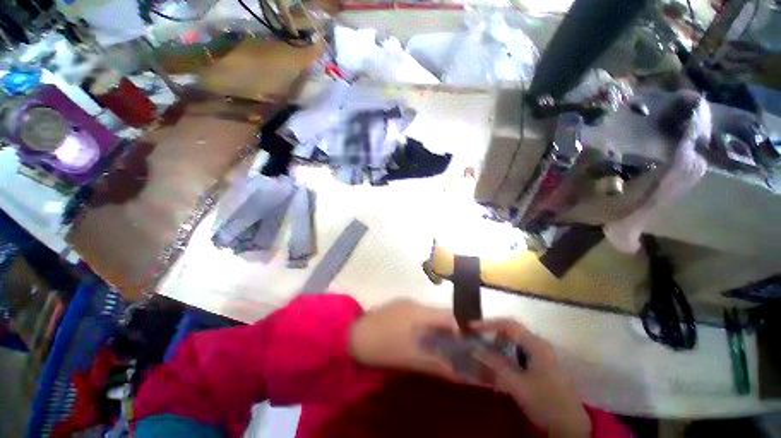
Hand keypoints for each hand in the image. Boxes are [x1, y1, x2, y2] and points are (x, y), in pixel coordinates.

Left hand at [349, 299, 458, 379]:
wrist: (353, 335)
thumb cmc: (383, 346)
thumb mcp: (411, 358)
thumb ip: (436, 364)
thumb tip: (458, 373)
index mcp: (420, 311)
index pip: (449, 315)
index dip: (461, 328)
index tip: (466, 343)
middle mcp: (414, 303)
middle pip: (439, 313)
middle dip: (449, 328)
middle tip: (454, 346)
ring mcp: (404, 303)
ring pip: (428, 313)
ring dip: (436, 326)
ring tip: (439, 343)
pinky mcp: (396, 306)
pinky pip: (417, 313)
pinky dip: (423, 323)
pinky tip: (419, 335)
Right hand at [471, 319, 590, 437]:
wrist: (572, 426)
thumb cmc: (545, 402)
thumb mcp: (517, 385)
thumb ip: (495, 365)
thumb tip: (475, 349)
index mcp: (536, 345)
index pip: (509, 325)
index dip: (488, 324)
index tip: (472, 328)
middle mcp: (539, 344)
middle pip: (511, 331)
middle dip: (492, 335)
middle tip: (478, 342)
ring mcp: (542, 355)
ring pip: (514, 342)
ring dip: (499, 346)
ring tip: (486, 356)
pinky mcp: (541, 365)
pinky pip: (519, 353)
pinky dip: (506, 356)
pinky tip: (500, 368)